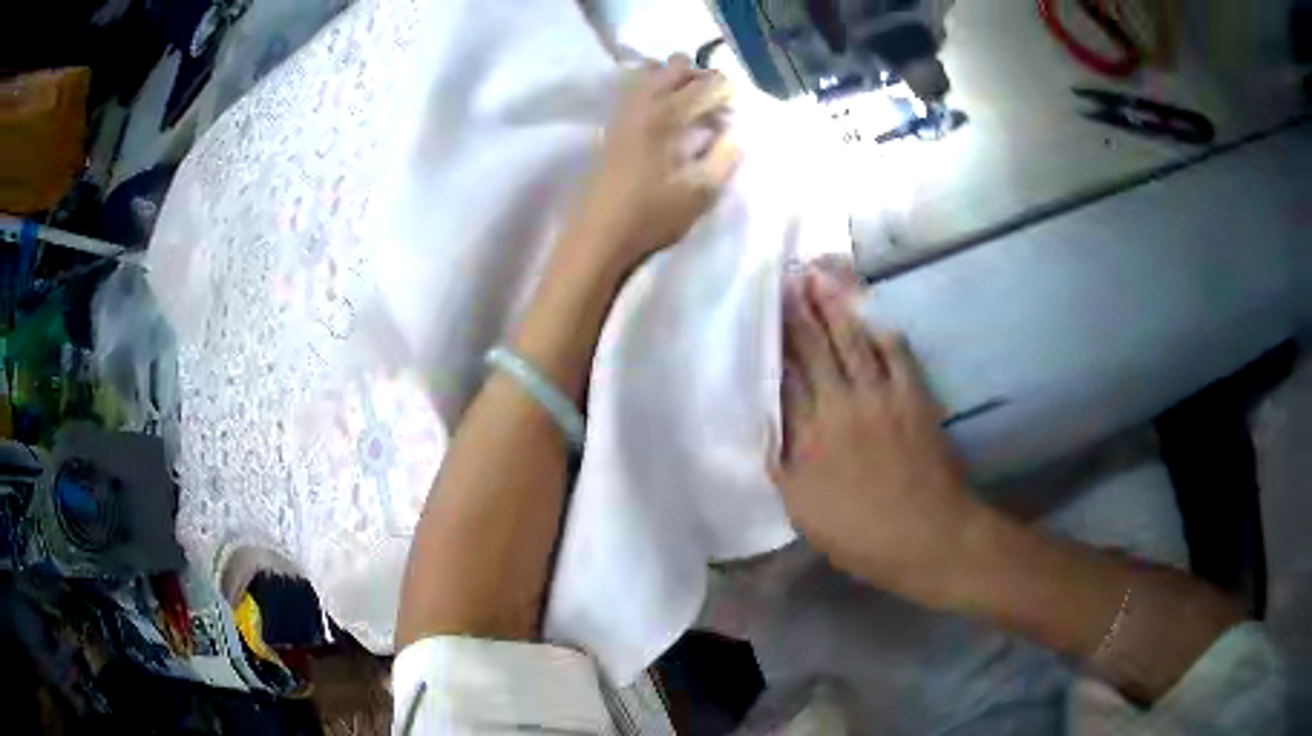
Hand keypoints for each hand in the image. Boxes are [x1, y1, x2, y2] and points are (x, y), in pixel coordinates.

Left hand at [563, 54, 740, 277]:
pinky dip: (656, 89)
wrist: (598, 233)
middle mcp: (645, 101)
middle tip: (714, 108)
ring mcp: (624, 109)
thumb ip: (726, 156)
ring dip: (677, 81)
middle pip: (678, 65)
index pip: (710, 83)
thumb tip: (736, 132)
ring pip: (653, 70)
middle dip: (702, 78)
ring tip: (690, 111)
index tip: (736, 115)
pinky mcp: (612, 121)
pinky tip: (665, 118)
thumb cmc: (651, 215)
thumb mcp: (701, 192)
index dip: (730, 94)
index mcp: (669, 115)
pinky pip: (637, 87)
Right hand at [768, 264, 984, 605]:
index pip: (786, 376)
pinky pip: (896, 355)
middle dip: (801, 311)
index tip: (764, 313)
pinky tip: (874, 317)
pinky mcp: (914, 398)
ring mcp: (881, 398)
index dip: (774, 342)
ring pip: (853, 342)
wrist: (926, 535)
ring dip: (836, 309)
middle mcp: (841, 406)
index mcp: (810, 436)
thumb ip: (783, 468)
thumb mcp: (804, 512)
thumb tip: (767, 430)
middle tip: (788, 277)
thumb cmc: (861, 534)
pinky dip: (883, 334)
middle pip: (816, 350)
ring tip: (820, 279)